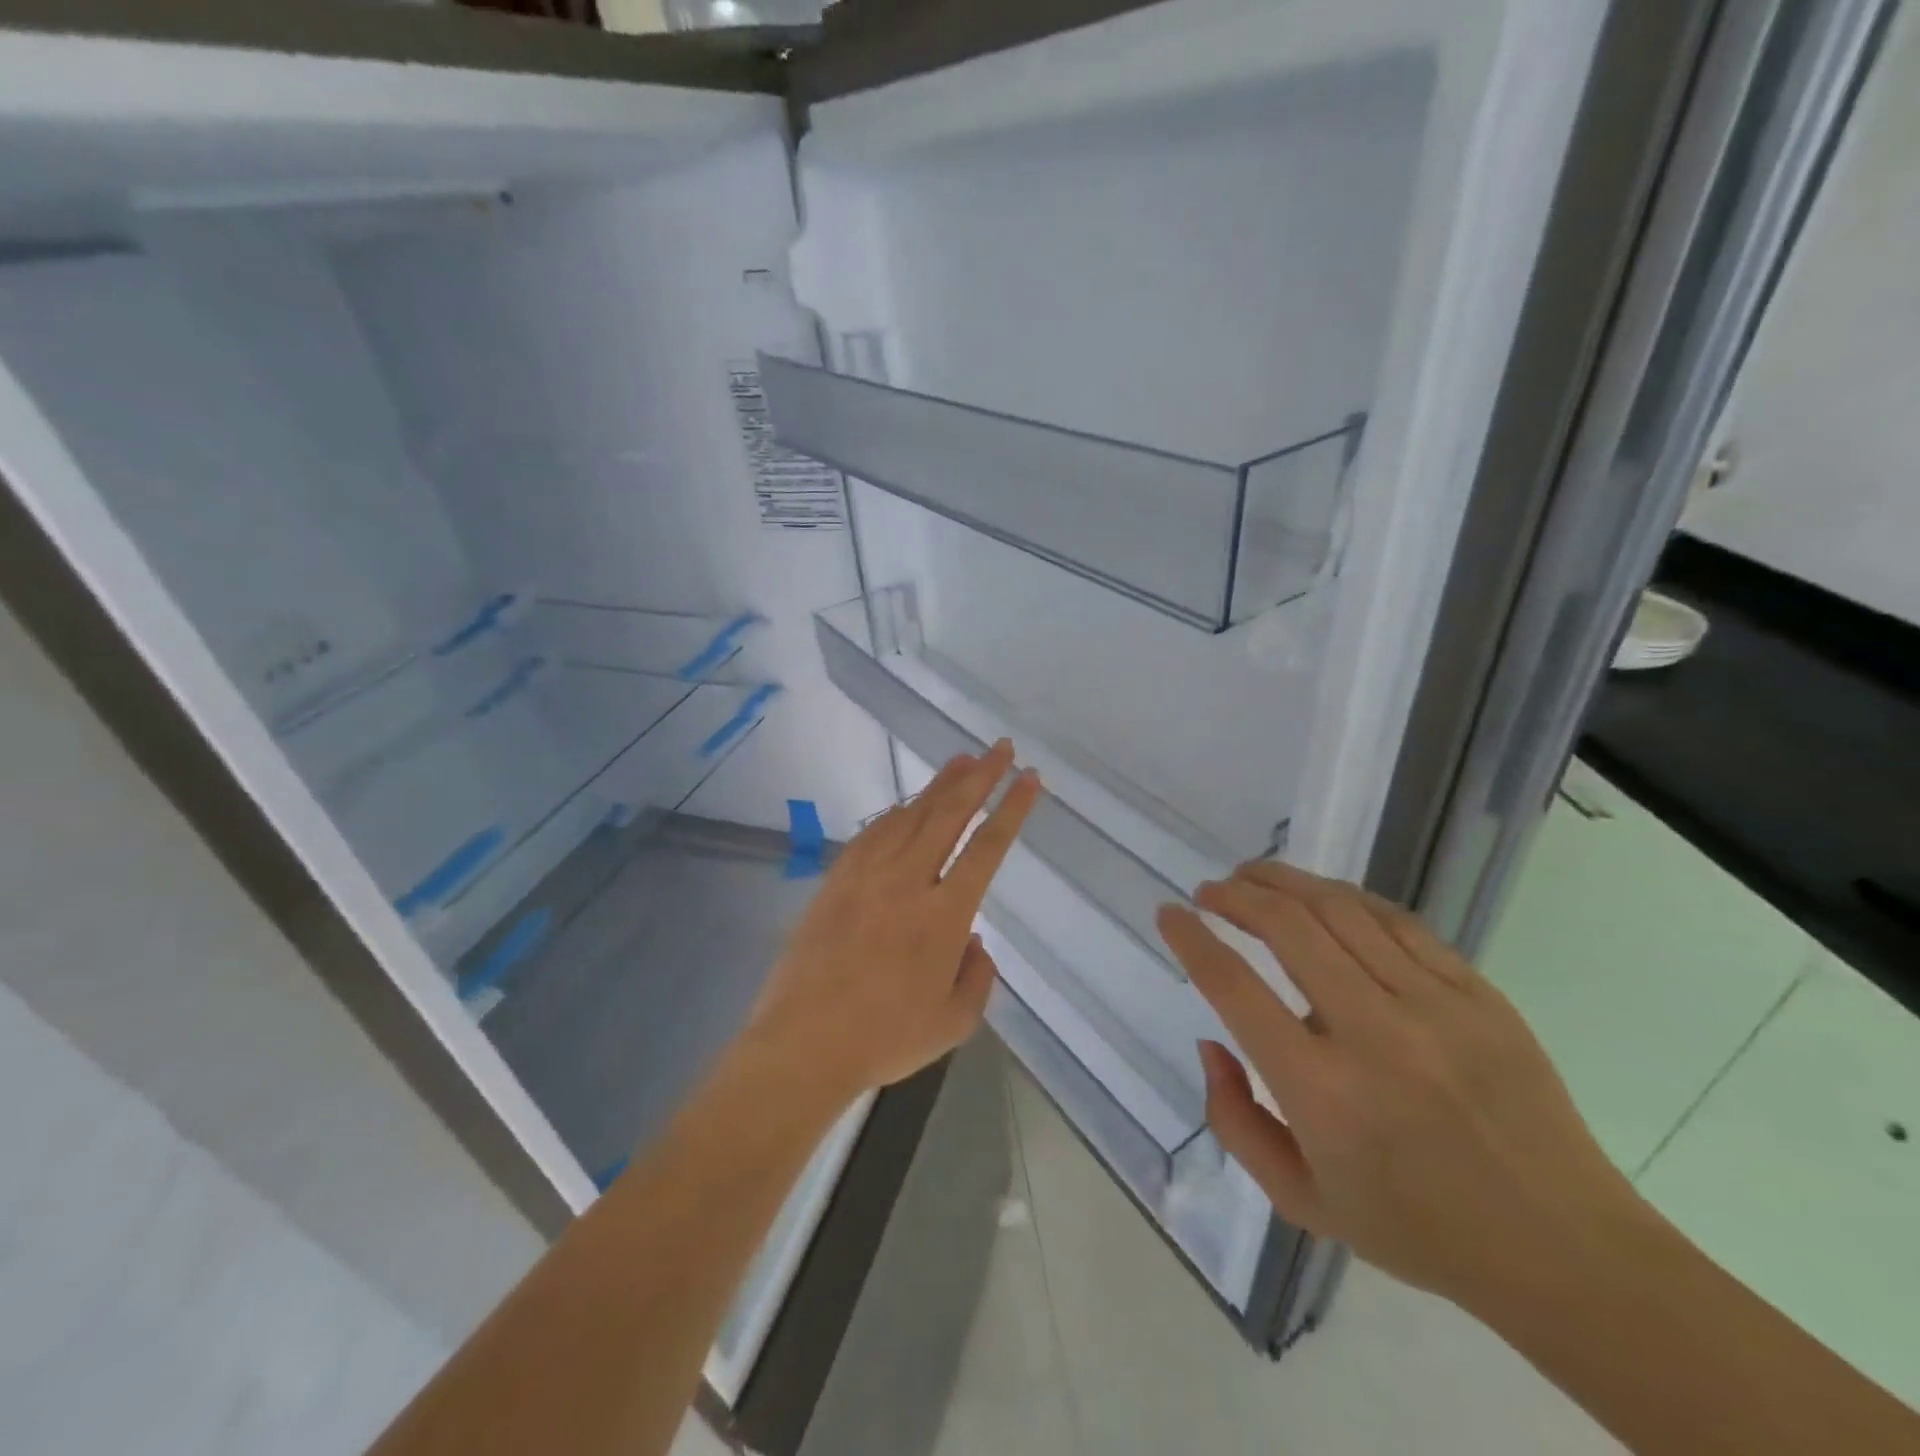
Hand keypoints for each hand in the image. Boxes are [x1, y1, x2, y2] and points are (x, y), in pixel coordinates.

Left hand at [742, 741, 1040, 1109]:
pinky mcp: (836, 880)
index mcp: (944, 915)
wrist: (803, 1041)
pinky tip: (906, 804)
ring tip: (961, 760)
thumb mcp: (954, 1023)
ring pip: (910, 815)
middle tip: (1000, 748)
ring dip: (939, 784)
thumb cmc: (884, 1038)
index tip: (1028, 778)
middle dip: (980, 776)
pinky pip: (872, 832)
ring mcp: (867, 875)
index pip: (987, 847)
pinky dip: (895, 811)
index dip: (1012, 809)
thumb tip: (974, 941)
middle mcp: (908, 881)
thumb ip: (977, 978)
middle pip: (949, 814)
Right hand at [1157, 861, 1641, 1312]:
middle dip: (1235, 895)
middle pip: (1287, 928)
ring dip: (1284, 882)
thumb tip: (1212, 1041)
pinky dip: (1346, 897)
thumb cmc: (1417, 1229)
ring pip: (1340, 910)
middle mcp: (1373, 1034)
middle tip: (1209, 890)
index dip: (1191, 939)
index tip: (1170, 914)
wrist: (1563, 1249)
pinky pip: (1398, 921)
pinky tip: (1321, 895)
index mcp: (1321, 1091)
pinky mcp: (1477, 994)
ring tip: (1252, 875)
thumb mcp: (1299, 1201)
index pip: (1234, 987)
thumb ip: (1233, 1119)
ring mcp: (1434, 1006)